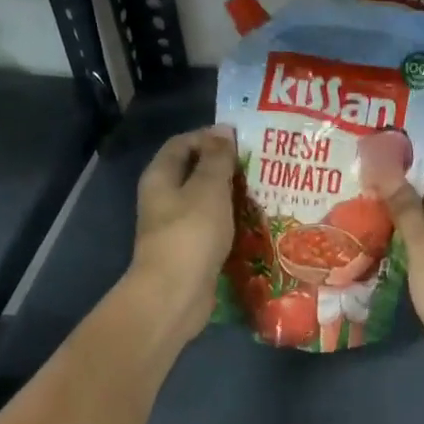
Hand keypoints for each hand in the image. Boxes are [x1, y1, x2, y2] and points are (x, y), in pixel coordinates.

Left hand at [124, 125, 237, 346]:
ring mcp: (176, 226)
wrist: (176, 293)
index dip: (209, 137)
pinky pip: (212, 227)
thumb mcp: (208, 188)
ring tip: (263, 191)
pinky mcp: (191, 250)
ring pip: (205, 201)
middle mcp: (163, 198)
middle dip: (224, 167)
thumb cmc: (191, 233)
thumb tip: (222, 130)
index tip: (242, 139)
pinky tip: (253, 223)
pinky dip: (230, 221)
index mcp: (161, 177)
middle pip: (194, 172)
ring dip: (230, 195)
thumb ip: (217, 159)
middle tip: (259, 165)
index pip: (182, 143)